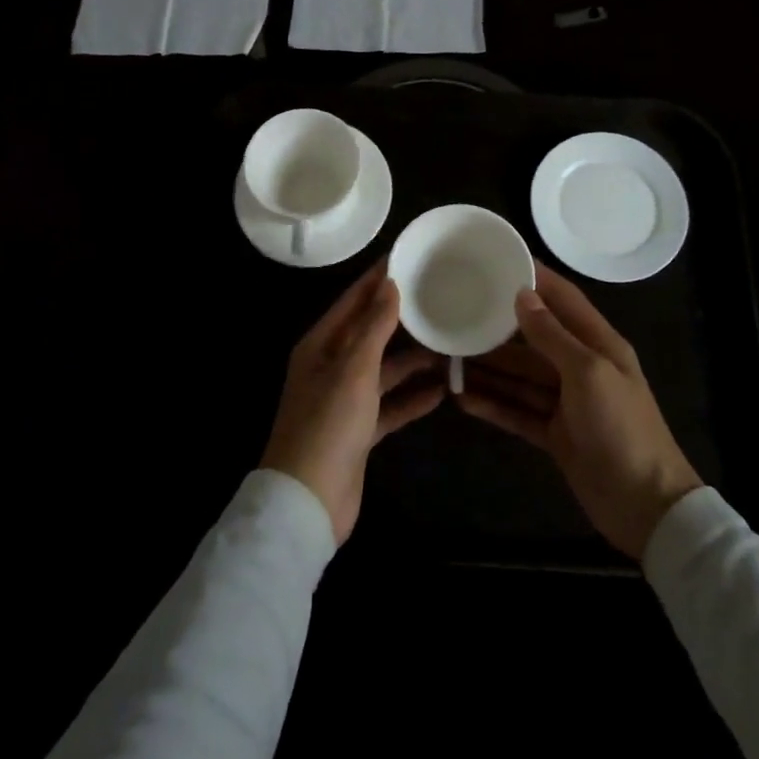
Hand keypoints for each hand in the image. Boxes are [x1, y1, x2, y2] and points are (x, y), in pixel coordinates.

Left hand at [260, 261, 445, 543]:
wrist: (309, 501)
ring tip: (449, 344)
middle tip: (438, 298)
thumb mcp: (354, 368)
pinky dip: (412, 398)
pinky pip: (390, 406)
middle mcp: (331, 367)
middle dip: (401, 319)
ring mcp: (345, 401)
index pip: (352, 302)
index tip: (407, 257)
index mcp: (320, 345)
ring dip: (412, 361)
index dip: (377, 280)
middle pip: (370, 334)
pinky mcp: (359, 431)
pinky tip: (443, 391)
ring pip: (384, 370)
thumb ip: (374, 326)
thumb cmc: (328, 423)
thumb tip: (389, 284)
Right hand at [458, 263, 701, 558]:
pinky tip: (462, 399)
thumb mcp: (588, 372)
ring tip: (448, 359)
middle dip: (497, 330)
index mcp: (598, 343)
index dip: (534, 278)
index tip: (499, 259)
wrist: (645, 506)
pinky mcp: (554, 434)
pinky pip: (518, 412)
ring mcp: (566, 403)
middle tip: (457, 315)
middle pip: (532, 340)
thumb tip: (522, 295)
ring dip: (488, 370)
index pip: (562, 298)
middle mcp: (580, 367)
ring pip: (519, 378)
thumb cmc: (621, 427)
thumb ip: (553, 334)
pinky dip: (493, 405)